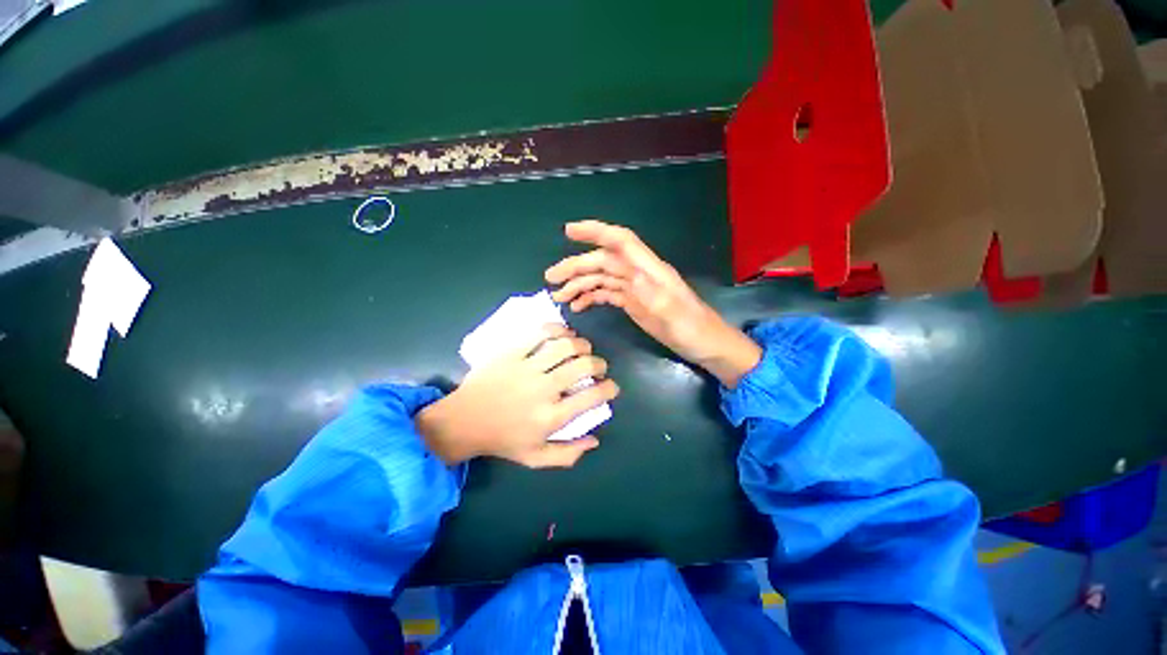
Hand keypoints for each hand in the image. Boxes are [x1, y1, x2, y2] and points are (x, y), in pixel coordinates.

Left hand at [417, 325, 618, 467]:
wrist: (463, 421)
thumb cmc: (502, 440)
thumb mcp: (535, 458)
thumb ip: (568, 454)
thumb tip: (595, 440)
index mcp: (550, 417)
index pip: (591, 397)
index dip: (609, 388)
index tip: (611, 386)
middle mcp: (542, 389)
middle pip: (582, 366)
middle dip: (599, 364)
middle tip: (599, 367)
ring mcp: (526, 368)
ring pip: (564, 346)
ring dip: (581, 344)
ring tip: (583, 348)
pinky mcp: (511, 352)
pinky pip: (539, 333)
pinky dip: (557, 329)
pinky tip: (563, 333)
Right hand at [545, 220, 761, 387]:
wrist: (705, 345)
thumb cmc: (694, 330)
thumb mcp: (676, 316)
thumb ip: (654, 295)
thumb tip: (631, 276)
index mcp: (650, 270)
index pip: (620, 241)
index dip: (595, 232)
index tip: (568, 231)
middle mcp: (639, 274)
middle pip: (603, 262)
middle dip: (576, 266)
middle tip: (551, 278)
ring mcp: (635, 288)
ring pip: (601, 278)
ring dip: (579, 284)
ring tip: (559, 296)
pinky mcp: (633, 302)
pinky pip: (606, 293)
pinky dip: (590, 297)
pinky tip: (577, 306)